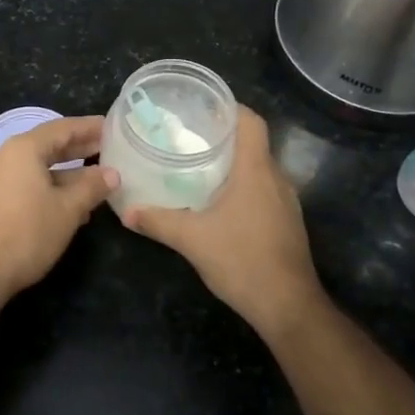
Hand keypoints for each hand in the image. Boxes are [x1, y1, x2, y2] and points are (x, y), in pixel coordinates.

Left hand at [0, 115, 116, 305]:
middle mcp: (6, 157)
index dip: (89, 127)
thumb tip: (112, 173)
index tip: (112, 126)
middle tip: (109, 147)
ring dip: (68, 173)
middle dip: (80, 148)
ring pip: (39, 167)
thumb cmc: (27, 234)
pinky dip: (51, 187)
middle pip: (49, 145)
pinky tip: (73, 204)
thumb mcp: (68, 209)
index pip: (62, 128)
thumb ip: (92, 187)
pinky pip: (28, 183)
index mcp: (23, 149)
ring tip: (98, 179)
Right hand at [122, 106, 322, 338]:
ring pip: (259, 169)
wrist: (288, 306)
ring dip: (233, 164)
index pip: (251, 121)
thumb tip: (126, 211)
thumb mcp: (192, 239)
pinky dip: (243, 187)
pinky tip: (219, 203)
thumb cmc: (242, 260)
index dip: (229, 108)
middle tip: (189, 137)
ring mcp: (286, 202)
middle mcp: (276, 178)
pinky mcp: (287, 223)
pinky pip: (264, 191)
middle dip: (223, 137)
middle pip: (253, 143)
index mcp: (256, 170)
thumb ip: (158, 221)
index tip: (203, 108)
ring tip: (199, 167)